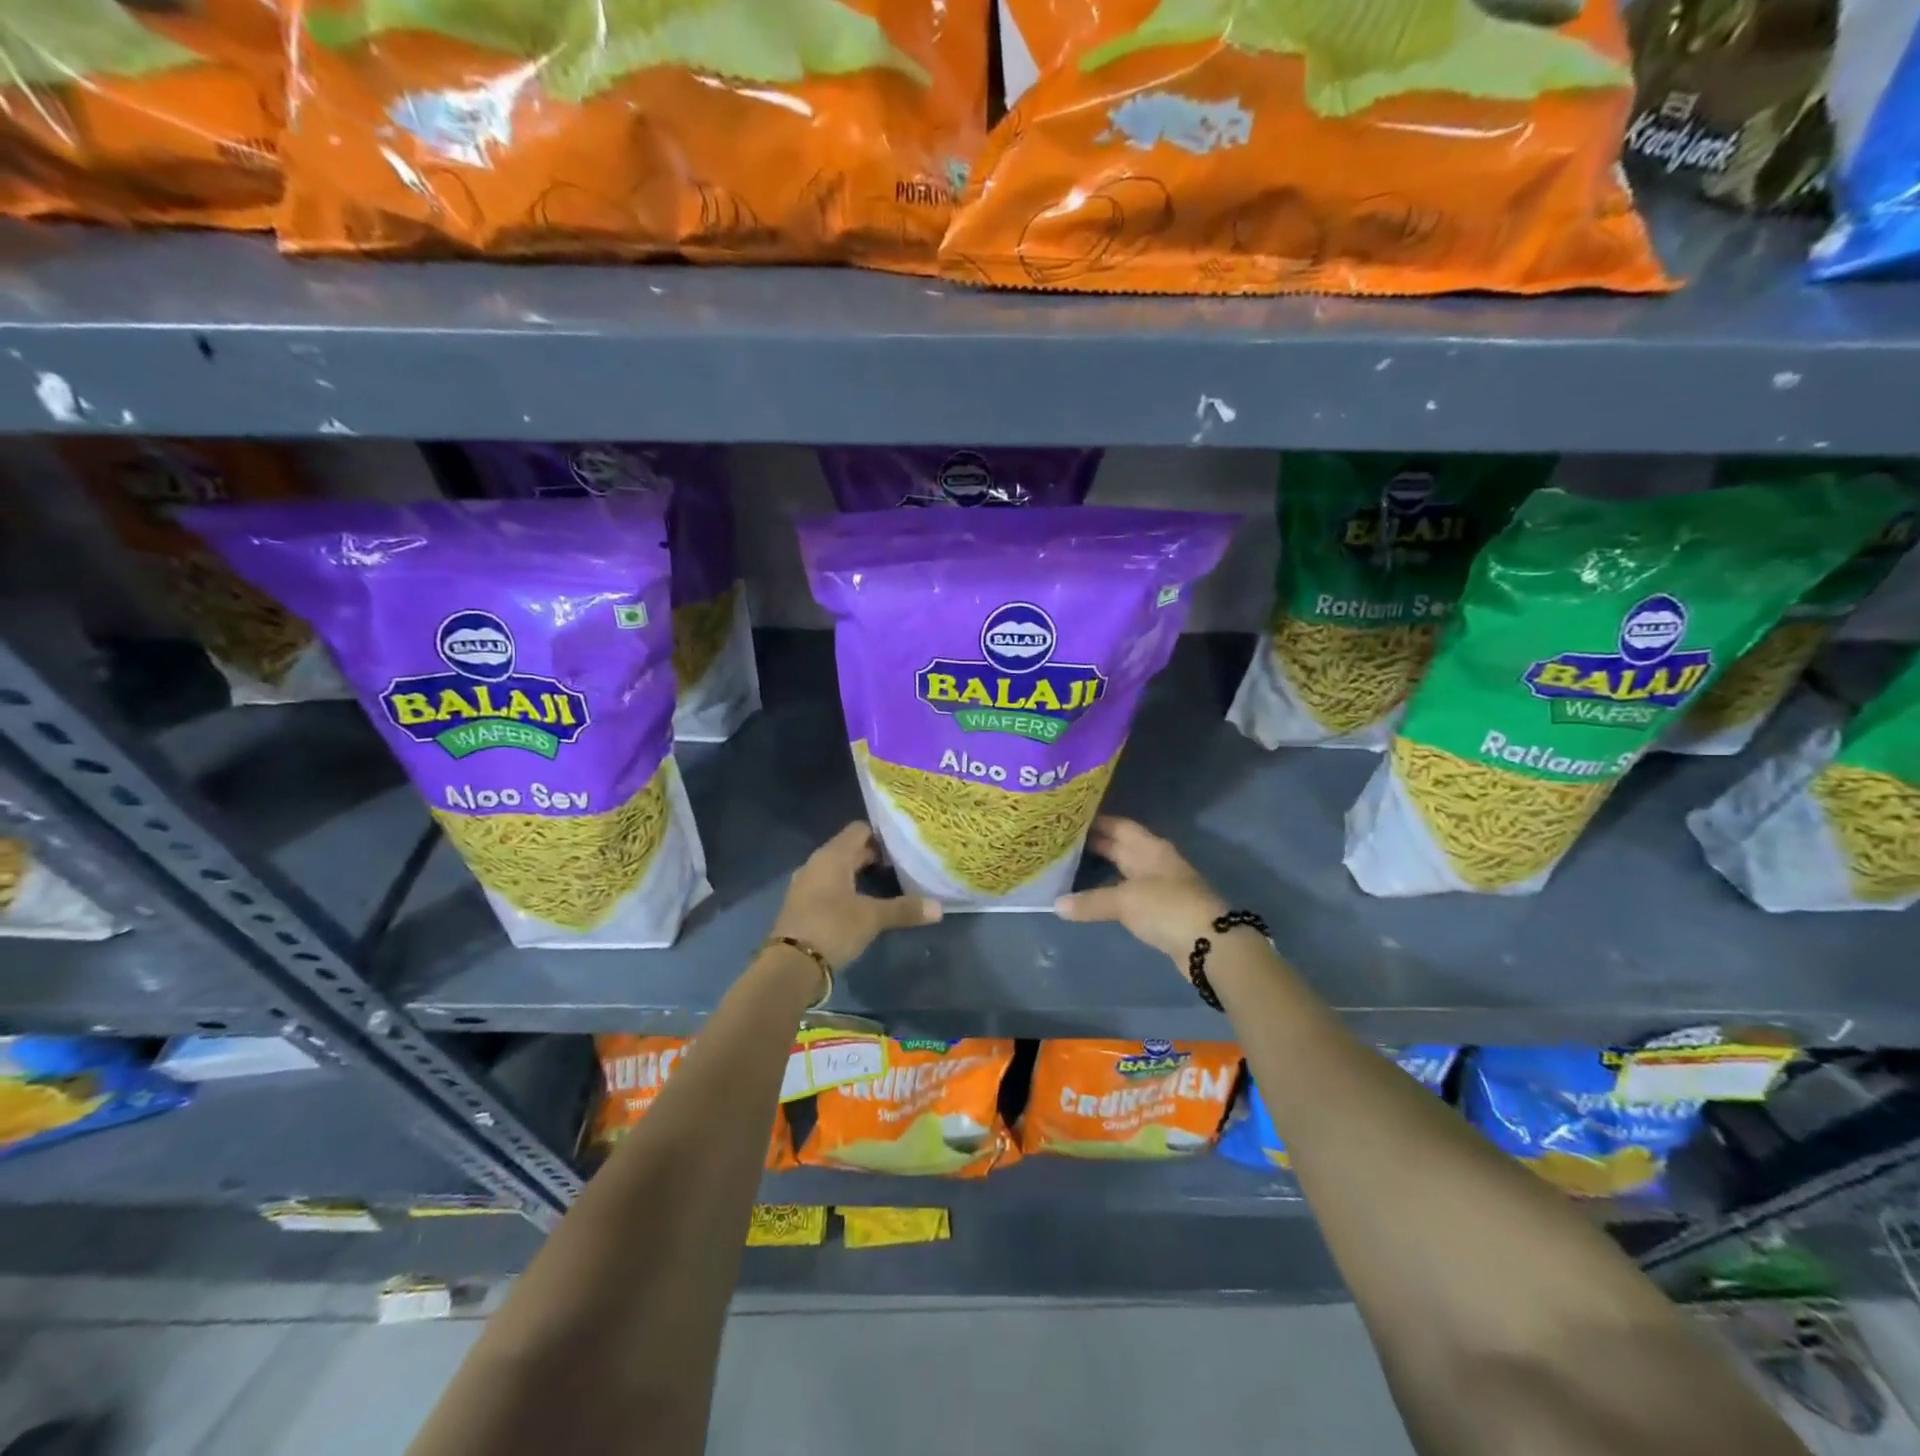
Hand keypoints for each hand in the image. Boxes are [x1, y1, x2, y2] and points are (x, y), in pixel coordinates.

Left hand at [770, 822, 941, 972]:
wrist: (790, 966)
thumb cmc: (832, 928)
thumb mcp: (872, 918)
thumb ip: (904, 909)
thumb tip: (939, 907)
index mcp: (832, 856)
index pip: (860, 830)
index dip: (882, 835)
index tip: (904, 847)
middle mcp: (816, 863)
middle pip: (849, 849)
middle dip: (875, 856)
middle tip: (903, 866)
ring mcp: (806, 884)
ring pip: (838, 870)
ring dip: (860, 875)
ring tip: (888, 885)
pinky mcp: (802, 905)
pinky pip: (828, 887)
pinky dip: (846, 890)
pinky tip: (863, 905)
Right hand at [1055, 816, 1226, 970]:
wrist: (1210, 944)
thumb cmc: (1167, 907)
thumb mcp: (1125, 900)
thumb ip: (1091, 901)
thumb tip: (1056, 904)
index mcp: (1150, 848)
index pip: (1119, 826)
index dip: (1096, 821)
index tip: (1069, 819)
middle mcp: (1155, 861)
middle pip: (1122, 847)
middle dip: (1095, 844)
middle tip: (1062, 842)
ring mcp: (1160, 886)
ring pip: (1125, 871)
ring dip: (1102, 868)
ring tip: (1070, 866)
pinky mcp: (1160, 911)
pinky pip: (1128, 894)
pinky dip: (1110, 893)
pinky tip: (1093, 897)